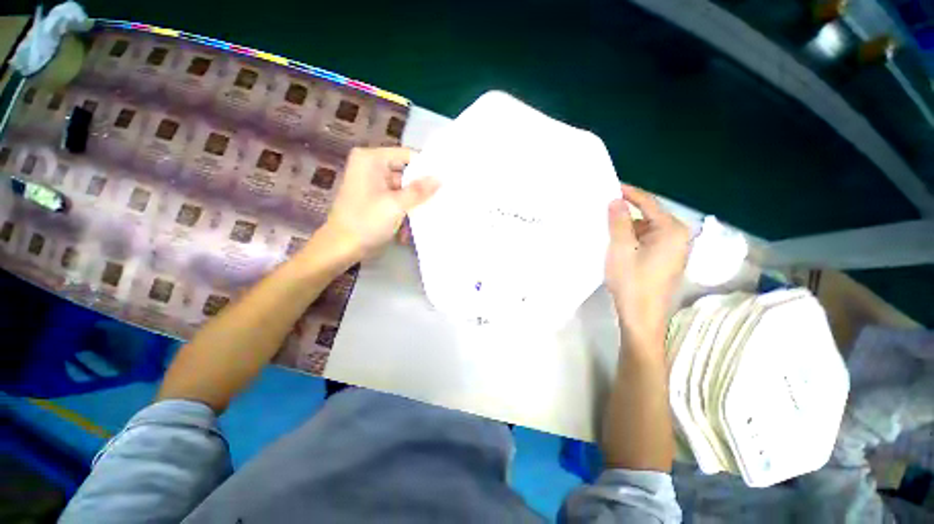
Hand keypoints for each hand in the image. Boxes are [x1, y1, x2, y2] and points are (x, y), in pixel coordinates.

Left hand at [326, 147, 439, 255]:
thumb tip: (440, 178)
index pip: (407, 156)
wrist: (342, 248)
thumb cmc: (366, 222)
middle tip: (443, 198)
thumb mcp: (395, 205)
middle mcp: (371, 167)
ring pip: (403, 189)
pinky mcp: (375, 199)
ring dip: (413, 204)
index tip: (444, 180)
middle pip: (405, 173)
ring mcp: (373, 184)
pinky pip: (396, 199)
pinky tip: (409, 228)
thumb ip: (419, 190)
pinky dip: (404, 211)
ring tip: (429, 215)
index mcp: (371, 160)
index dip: (426, 168)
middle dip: (421, 190)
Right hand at [605, 184, 689, 346]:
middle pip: (648, 217)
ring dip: (626, 229)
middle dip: (625, 214)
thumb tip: (616, 201)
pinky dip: (631, 240)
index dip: (629, 193)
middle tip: (602, 210)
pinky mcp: (665, 262)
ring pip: (645, 231)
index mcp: (671, 231)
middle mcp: (678, 237)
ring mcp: (673, 251)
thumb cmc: (632, 281)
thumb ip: (618, 221)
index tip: (610, 186)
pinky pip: (646, 243)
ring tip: (604, 228)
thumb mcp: (620, 248)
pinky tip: (615, 245)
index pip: (649, 203)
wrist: (642, 317)